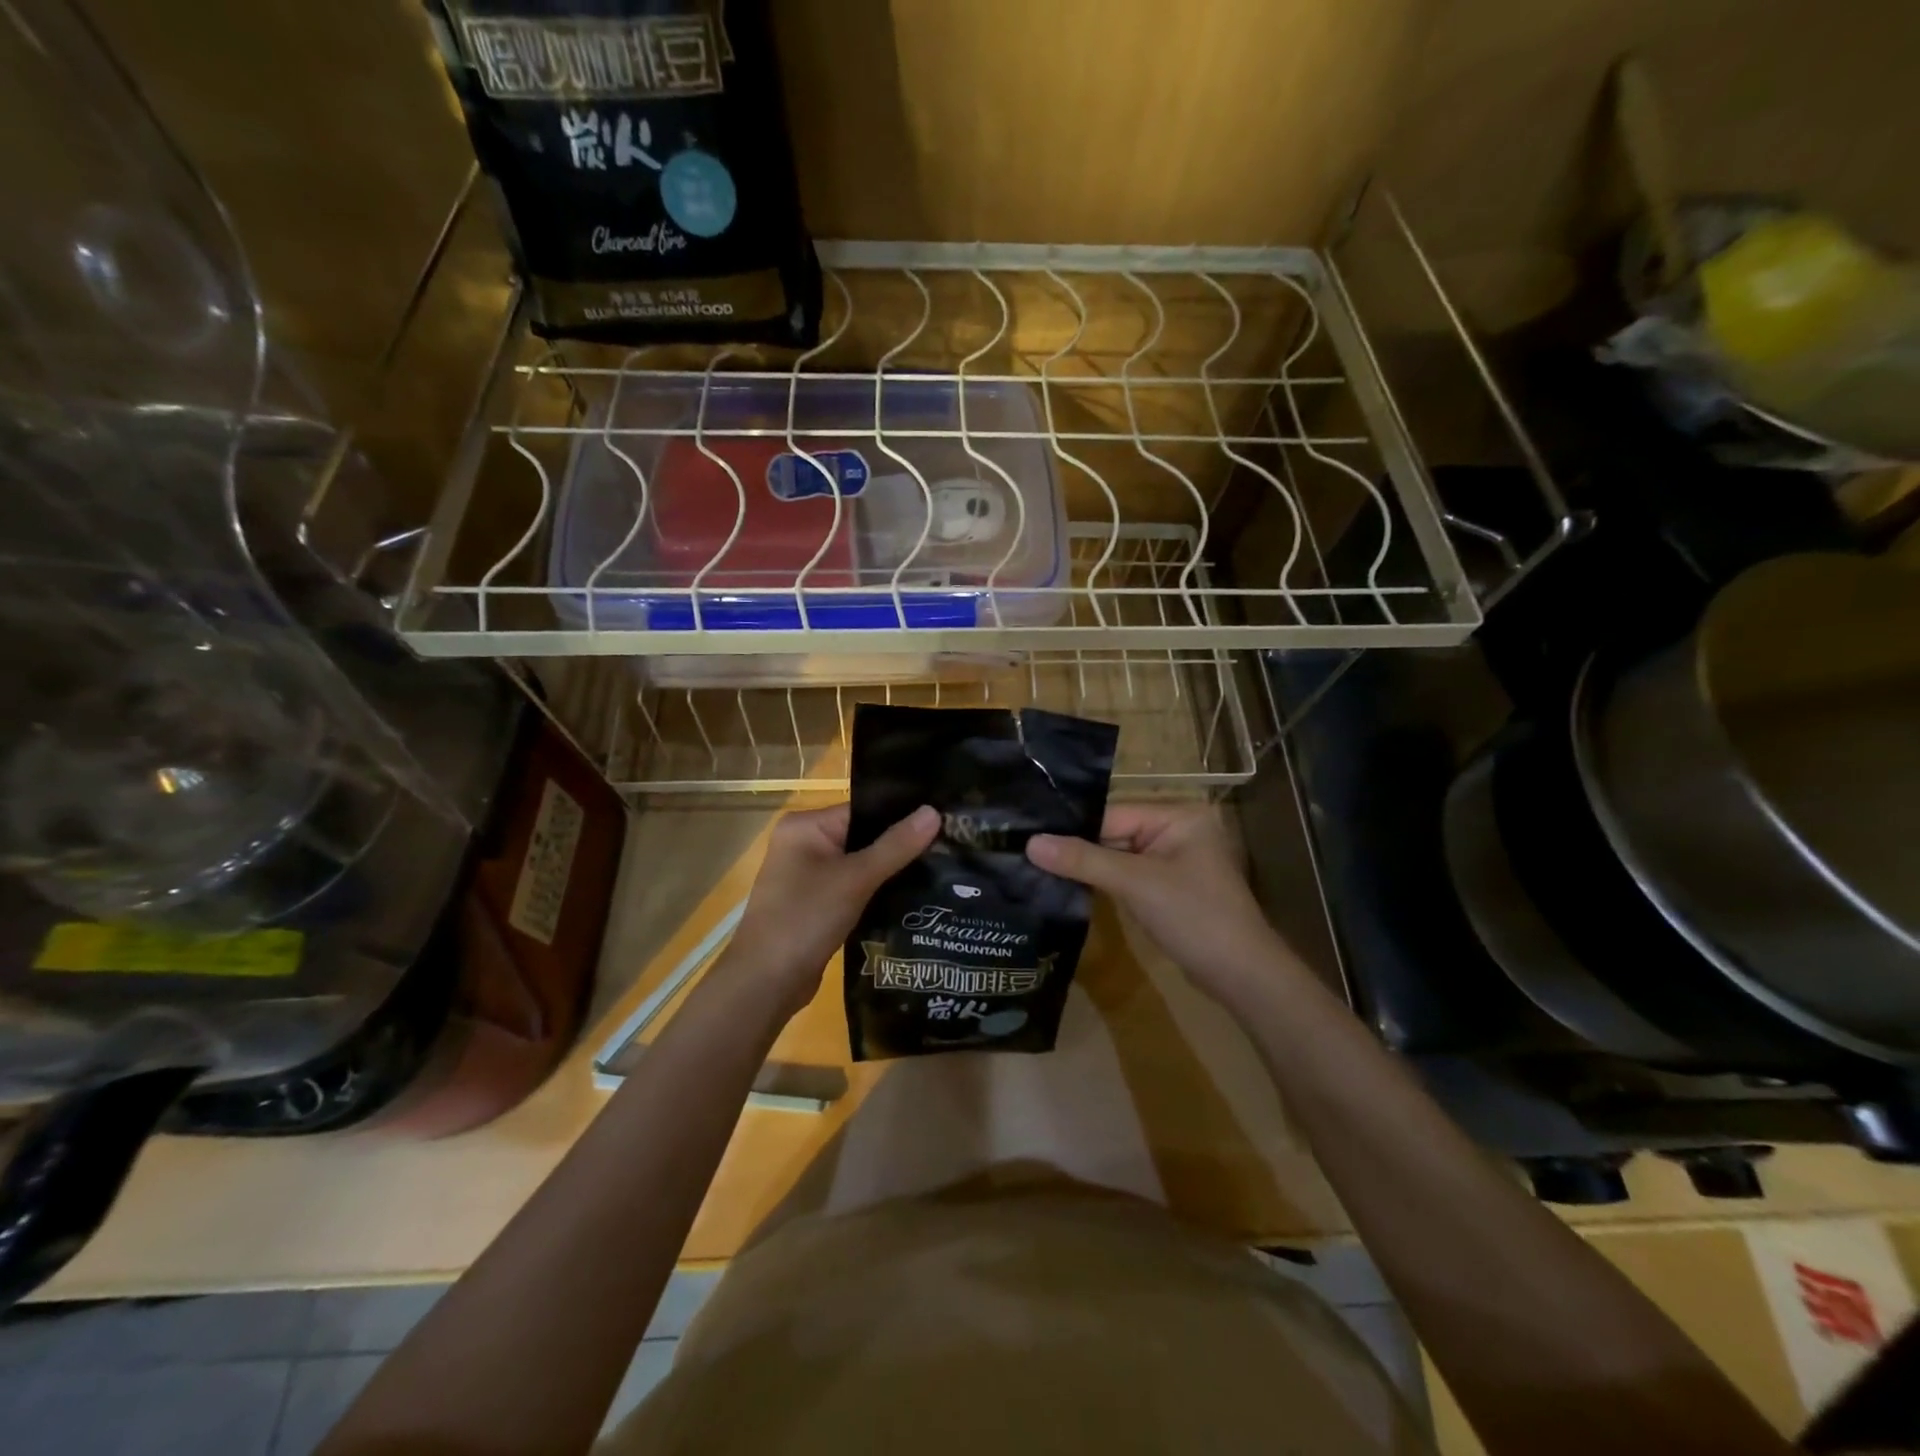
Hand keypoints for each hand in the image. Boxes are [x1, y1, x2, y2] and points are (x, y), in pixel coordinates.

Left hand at [722, 802, 939, 1016]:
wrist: (766, 983)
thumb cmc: (806, 918)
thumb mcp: (856, 879)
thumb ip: (896, 845)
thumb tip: (934, 811)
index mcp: (805, 826)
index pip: (864, 810)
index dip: (902, 816)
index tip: (944, 821)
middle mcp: (803, 843)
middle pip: (863, 836)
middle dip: (900, 845)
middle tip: (949, 847)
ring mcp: (808, 876)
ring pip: (860, 864)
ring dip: (891, 871)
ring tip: (940, 870)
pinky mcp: (816, 904)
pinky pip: (853, 888)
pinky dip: (877, 891)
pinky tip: (912, 896)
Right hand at [1027, 804, 1294, 1007]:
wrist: (1242, 975)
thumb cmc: (1194, 917)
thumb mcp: (1135, 883)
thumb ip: (1083, 860)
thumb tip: (1030, 843)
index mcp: (1178, 815)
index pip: (1112, 813)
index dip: (1073, 828)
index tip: (1028, 836)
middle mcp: (1177, 829)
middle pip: (1114, 832)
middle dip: (1078, 848)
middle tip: (1026, 854)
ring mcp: (1174, 860)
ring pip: (1117, 855)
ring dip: (1088, 866)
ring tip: (1038, 869)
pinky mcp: (1168, 887)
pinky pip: (1128, 875)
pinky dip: (1104, 882)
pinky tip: (1070, 887)